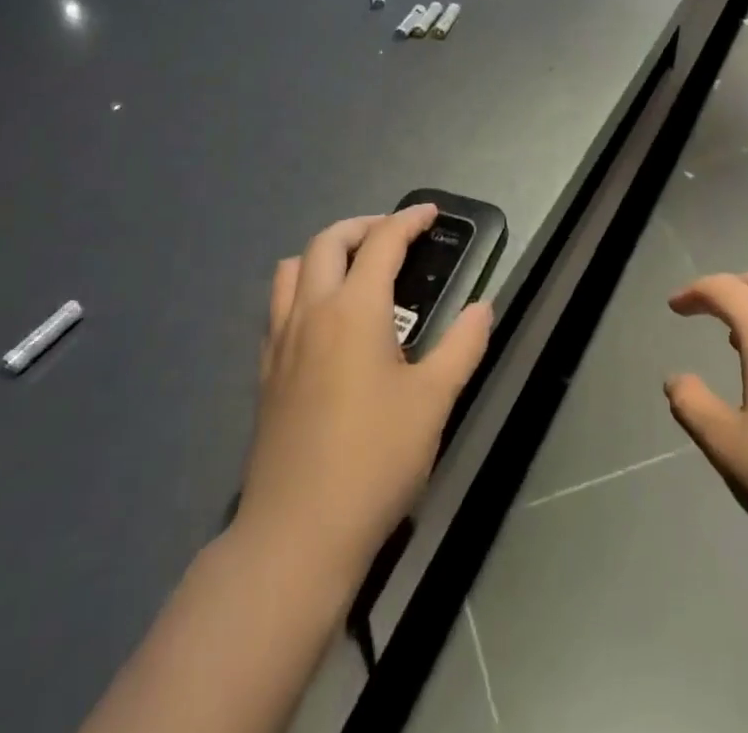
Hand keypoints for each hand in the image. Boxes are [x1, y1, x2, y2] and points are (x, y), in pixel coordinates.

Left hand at [236, 206, 493, 592]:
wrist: (297, 534)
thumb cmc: (374, 460)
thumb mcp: (433, 401)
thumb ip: (462, 346)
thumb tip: (483, 307)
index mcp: (354, 309)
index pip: (381, 243)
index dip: (408, 220)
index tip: (430, 214)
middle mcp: (311, 312)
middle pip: (328, 241)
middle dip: (364, 226)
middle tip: (394, 236)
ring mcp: (280, 341)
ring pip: (291, 268)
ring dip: (324, 253)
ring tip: (355, 269)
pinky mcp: (265, 372)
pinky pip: (278, 306)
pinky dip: (302, 288)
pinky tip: (325, 320)